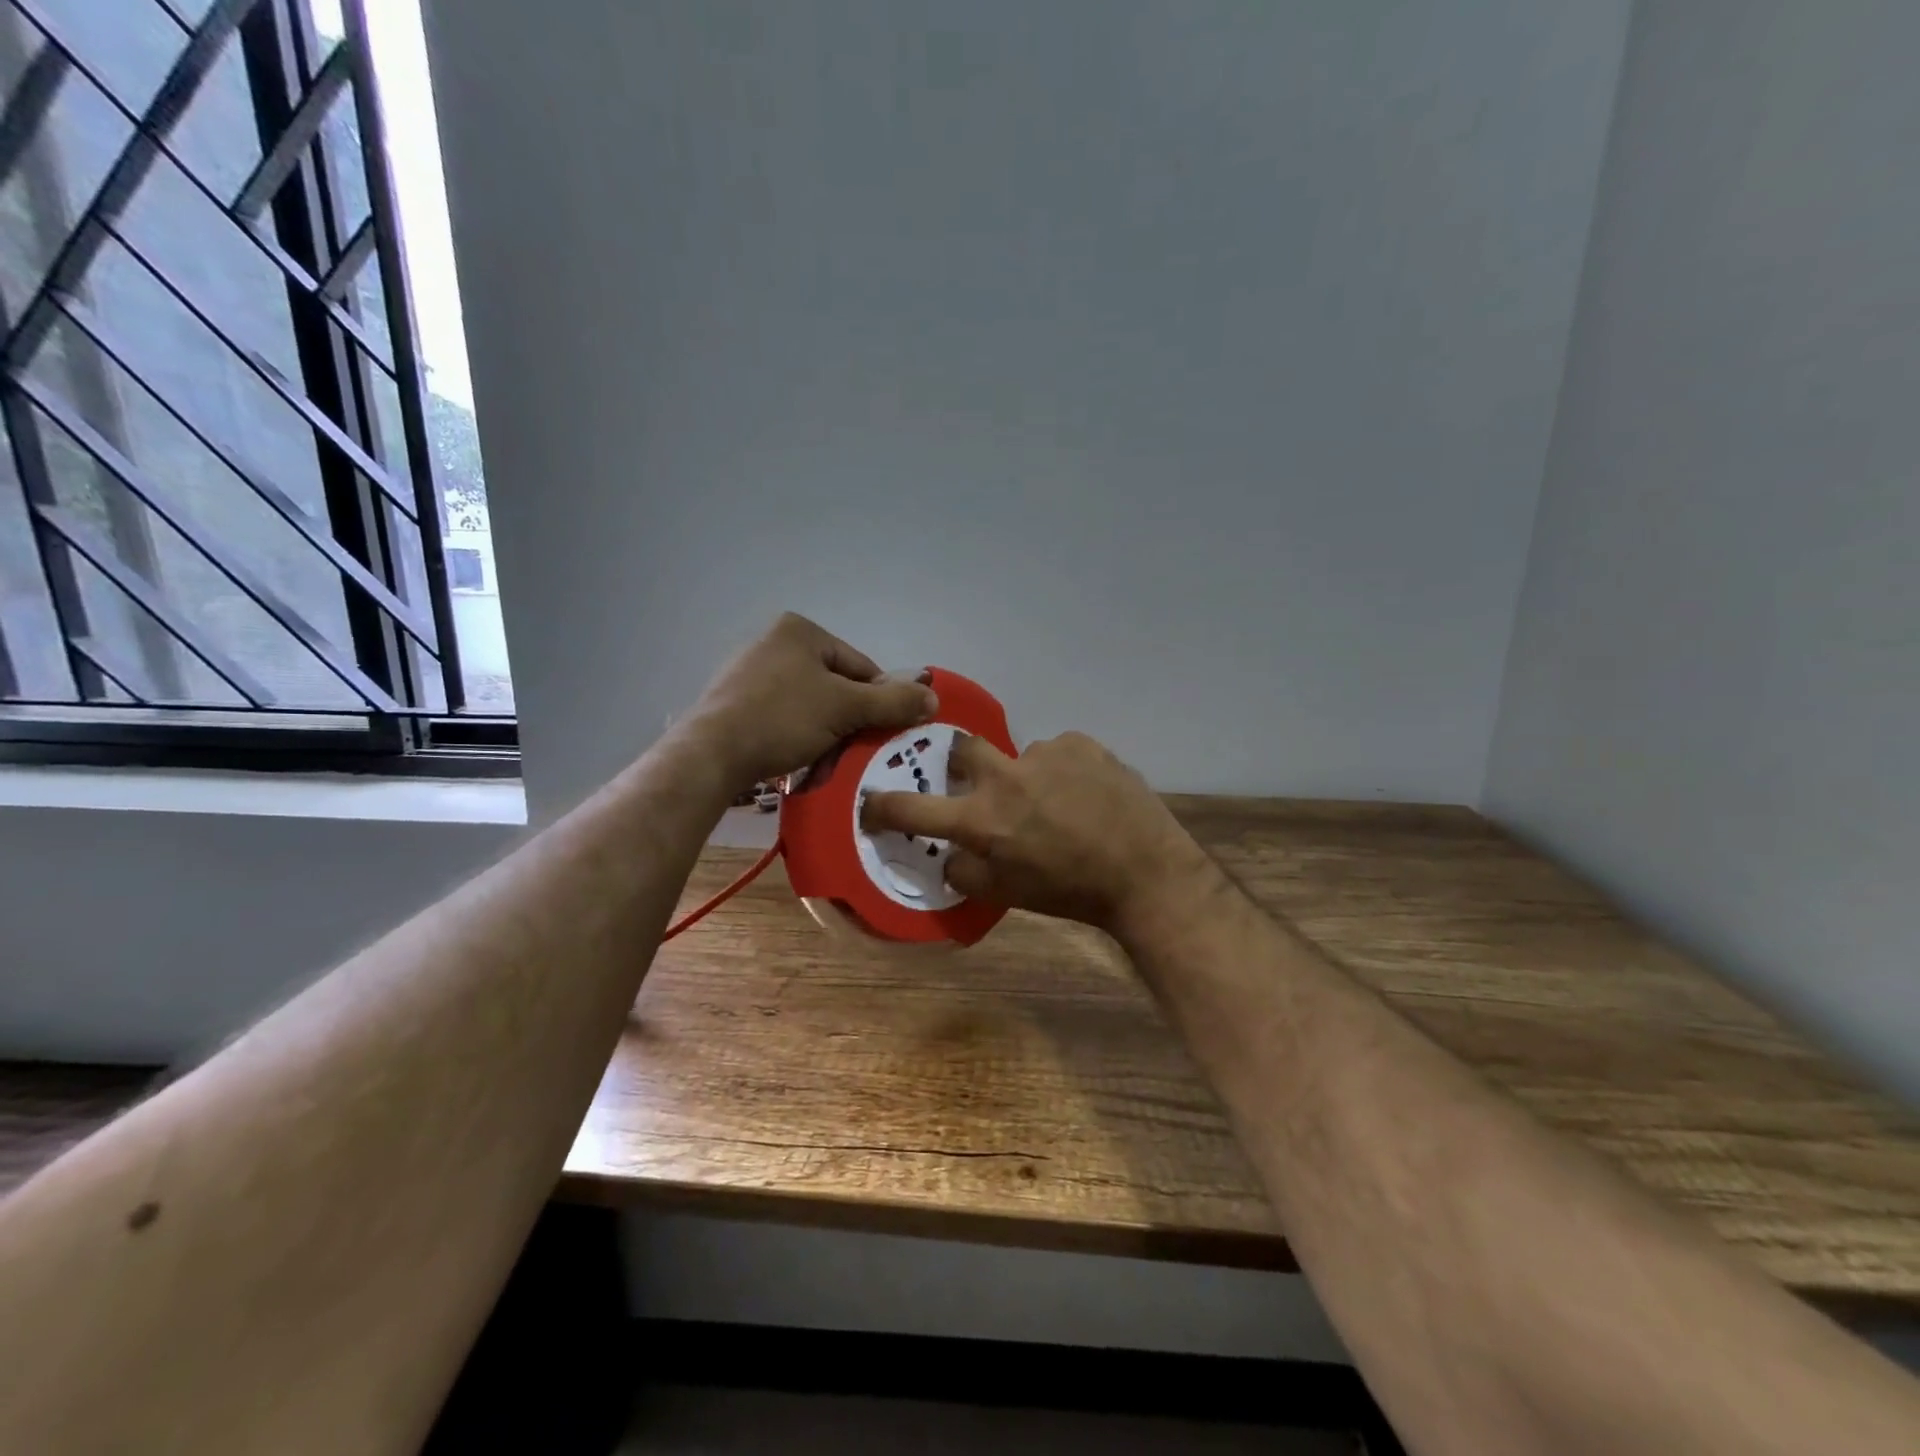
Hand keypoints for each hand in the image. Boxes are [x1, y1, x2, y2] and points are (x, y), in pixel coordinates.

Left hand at [687, 613, 936, 792]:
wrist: (711, 754)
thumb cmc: (782, 718)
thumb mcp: (846, 709)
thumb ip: (892, 702)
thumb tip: (934, 698)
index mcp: (800, 630)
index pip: (860, 666)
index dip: (879, 701)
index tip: (885, 734)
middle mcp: (773, 643)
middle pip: (835, 686)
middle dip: (850, 721)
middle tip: (856, 752)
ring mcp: (750, 673)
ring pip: (811, 706)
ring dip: (826, 734)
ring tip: (827, 762)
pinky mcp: (734, 703)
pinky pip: (783, 718)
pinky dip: (797, 737)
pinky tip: (799, 760)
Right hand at [861, 730, 1213, 934]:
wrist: (1145, 873)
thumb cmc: (1070, 892)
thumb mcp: (1008, 895)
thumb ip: (966, 872)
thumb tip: (950, 854)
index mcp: (981, 820)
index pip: (911, 807)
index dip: (882, 806)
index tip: (872, 803)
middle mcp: (1005, 778)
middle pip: (960, 749)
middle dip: (962, 764)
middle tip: (983, 786)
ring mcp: (1044, 754)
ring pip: (1019, 756)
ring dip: (1026, 777)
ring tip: (1058, 803)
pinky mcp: (1080, 743)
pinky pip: (1058, 752)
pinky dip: (1062, 770)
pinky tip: (1085, 793)